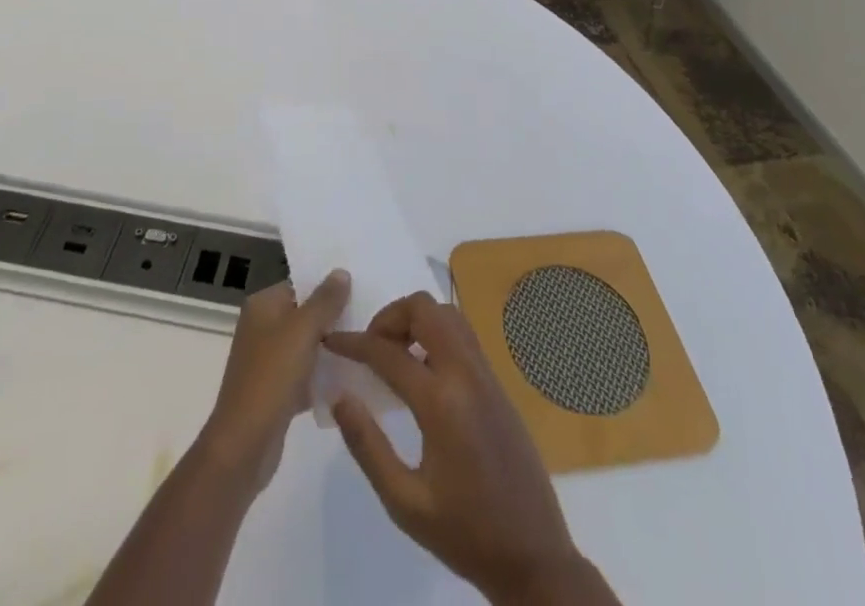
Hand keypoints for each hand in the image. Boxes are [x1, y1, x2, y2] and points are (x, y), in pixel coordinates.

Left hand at [199, 270, 349, 494]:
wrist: (244, 445)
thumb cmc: (272, 376)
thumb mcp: (303, 330)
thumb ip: (325, 300)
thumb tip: (341, 271)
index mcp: (262, 306)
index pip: (300, 286)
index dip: (328, 288)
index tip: (360, 291)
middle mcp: (261, 328)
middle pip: (304, 315)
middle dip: (333, 319)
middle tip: (369, 320)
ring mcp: (267, 361)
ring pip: (307, 346)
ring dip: (331, 349)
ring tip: (366, 347)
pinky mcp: (275, 391)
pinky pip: (305, 375)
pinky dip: (322, 377)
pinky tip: (350, 380)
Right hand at [326, 293, 595, 605]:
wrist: (534, 556)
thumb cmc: (464, 533)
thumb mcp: (405, 502)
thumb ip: (368, 446)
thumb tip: (340, 396)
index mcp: (441, 402)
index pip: (388, 352)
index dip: (353, 343)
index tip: (331, 341)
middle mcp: (466, 374)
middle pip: (424, 309)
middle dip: (390, 317)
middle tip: (371, 347)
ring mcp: (486, 374)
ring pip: (447, 314)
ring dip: (416, 320)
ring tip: (394, 354)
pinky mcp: (497, 383)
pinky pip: (463, 335)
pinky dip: (436, 333)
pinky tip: (422, 370)